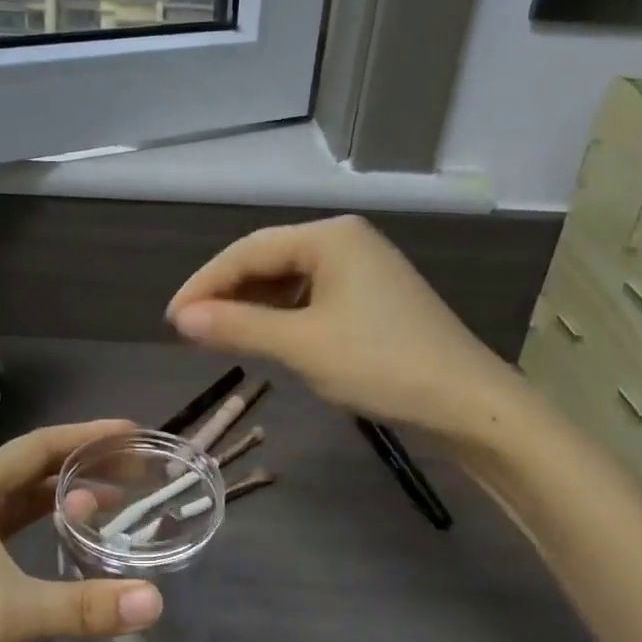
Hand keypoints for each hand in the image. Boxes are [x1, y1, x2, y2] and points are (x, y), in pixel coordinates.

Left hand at [0, 420, 163, 641]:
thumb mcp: (11, 613)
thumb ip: (84, 605)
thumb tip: (156, 601)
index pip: (38, 447)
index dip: (86, 435)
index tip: (132, 432)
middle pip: (32, 470)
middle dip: (82, 466)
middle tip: (132, 471)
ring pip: (22, 503)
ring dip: (64, 500)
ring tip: (113, 505)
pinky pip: (12, 532)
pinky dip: (45, 530)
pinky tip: (70, 543)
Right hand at [166, 216, 521, 437]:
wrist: (469, 404)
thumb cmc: (381, 364)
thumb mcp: (301, 346)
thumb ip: (237, 327)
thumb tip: (181, 319)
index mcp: (330, 237)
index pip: (249, 251)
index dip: (205, 283)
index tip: (172, 318)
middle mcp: (347, 241)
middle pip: (269, 259)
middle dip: (227, 293)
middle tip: (189, 328)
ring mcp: (364, 269)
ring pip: (290, 280)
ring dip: (253, 306)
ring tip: (219, 334)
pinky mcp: (374, 298)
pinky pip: (313, 297)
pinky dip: (282, 316)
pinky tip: (266, 337)